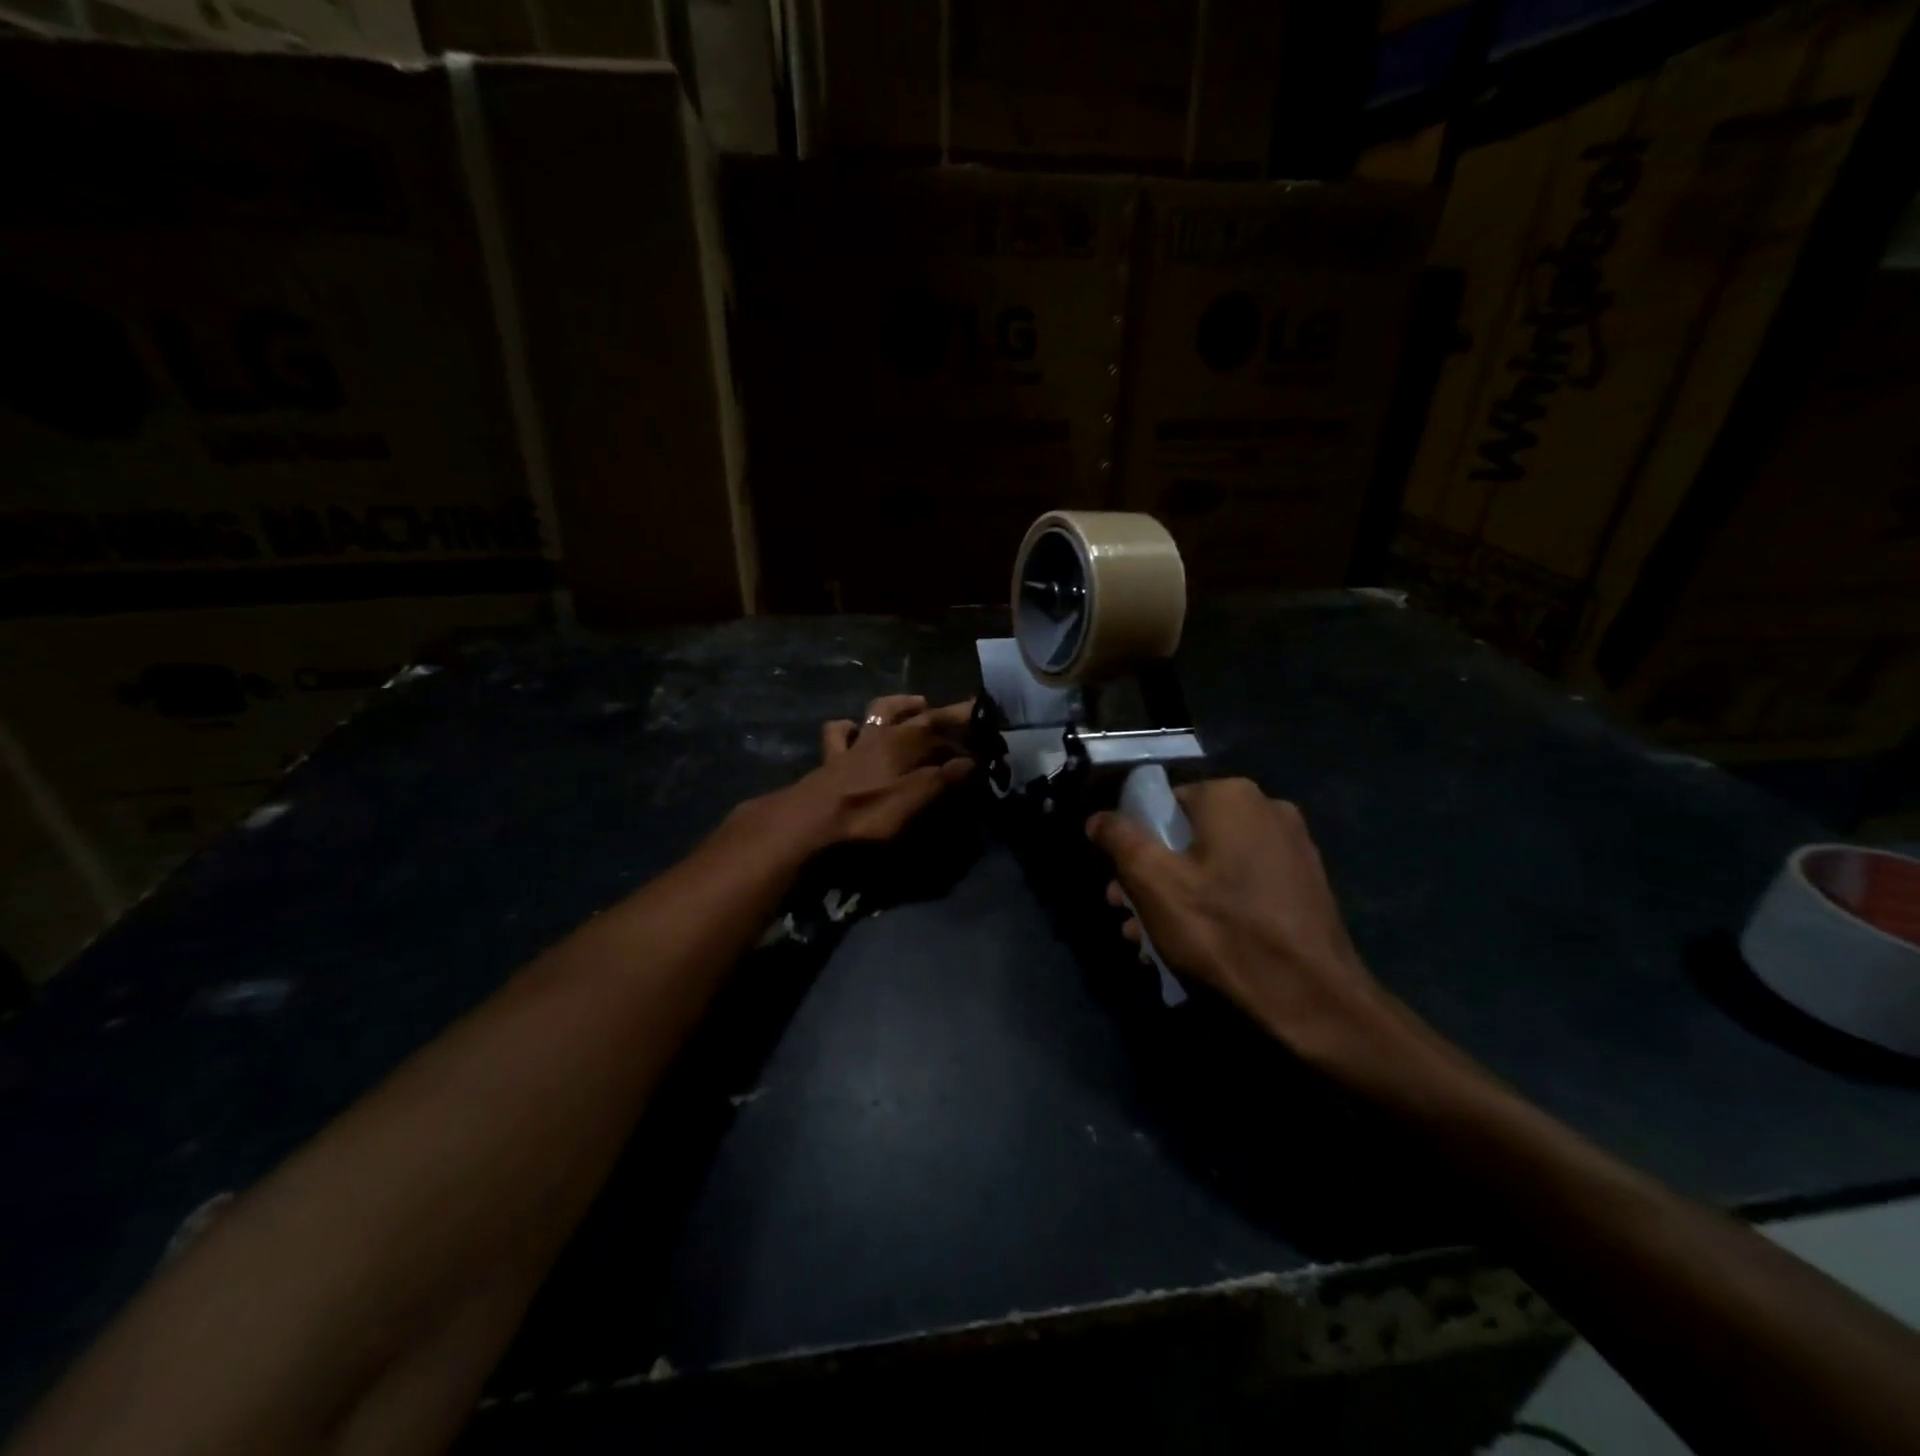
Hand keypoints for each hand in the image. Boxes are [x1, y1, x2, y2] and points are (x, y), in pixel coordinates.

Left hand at [788, 694, 973, 845]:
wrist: (807, 824)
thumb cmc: (867, 813)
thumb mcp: (914, 800)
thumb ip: (943, 779)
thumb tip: (972, 762)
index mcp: (903, 743)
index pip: (940, 722)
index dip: (963, 717)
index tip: (983, 711)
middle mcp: (879, 735)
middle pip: (911, 713)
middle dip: (934, 710)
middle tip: (952, 712)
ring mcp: (852, 745)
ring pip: (876, 713)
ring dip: (896, 707)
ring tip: (913, 705)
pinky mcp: (830, 761)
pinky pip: (839, 734)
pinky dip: (848, 728)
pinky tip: (852, 730)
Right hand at [1087, 778, 1406, 1069]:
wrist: (1313, 1002)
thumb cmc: (1224, 932)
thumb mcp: (1154, 883)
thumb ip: (1120, 840)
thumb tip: (1097, 817)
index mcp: (1231, 796)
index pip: (1161, 803)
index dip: (1133, 841)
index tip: (1121, 882)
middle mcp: (1267, 809)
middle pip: (1186, 836)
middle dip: (1152, 875)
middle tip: (1128, 915)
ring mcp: (1292, 848)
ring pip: (1213, 864)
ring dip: (1178, 896)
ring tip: (1152, 939)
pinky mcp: (1305, 885)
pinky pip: (1243, 885)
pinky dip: (1215, 906)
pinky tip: (1194, 945)